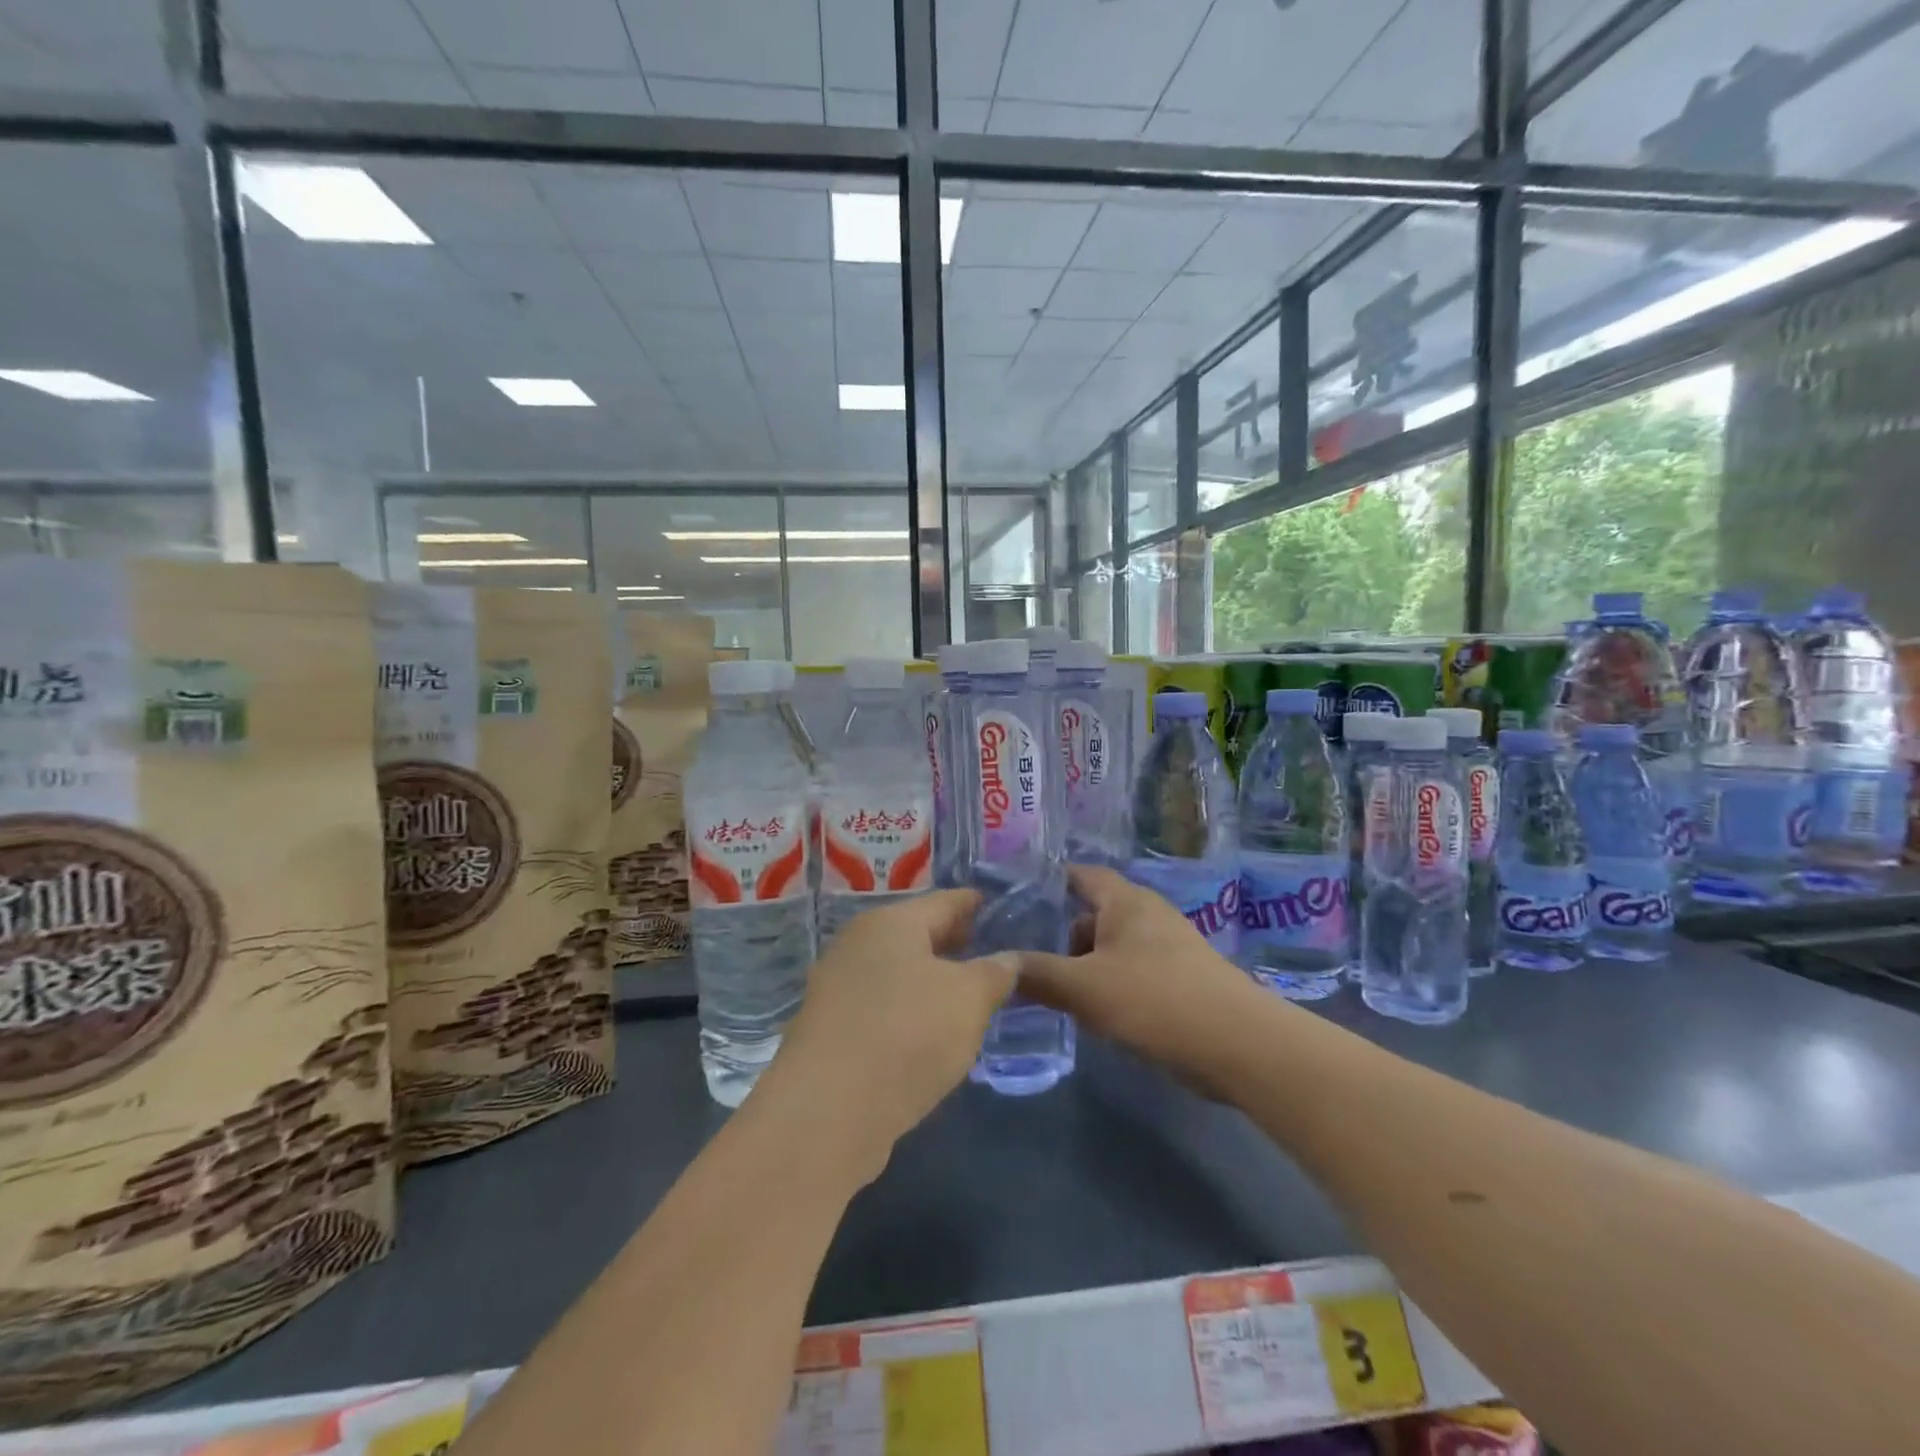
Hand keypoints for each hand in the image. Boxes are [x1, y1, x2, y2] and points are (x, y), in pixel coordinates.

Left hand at [764, 890, 1015, 1176]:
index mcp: (891, 922)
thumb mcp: (969, 999)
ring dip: (931, 978)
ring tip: (968, 993)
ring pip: (897, 971)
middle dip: (953, 941)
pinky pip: (881, 1005)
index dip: (975, 903)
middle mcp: (858, 944)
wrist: (828, 1112)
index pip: (944, 901)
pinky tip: (930, 1031)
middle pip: (916, 933)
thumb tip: (1009, 958)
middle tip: (991, 950)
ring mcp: (837, 987)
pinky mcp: (829, 1030)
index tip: (999, 906)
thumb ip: (994, 973)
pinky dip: (909, 1008)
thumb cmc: (908, 1034)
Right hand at [1016, 865, 1270, 1097]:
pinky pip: (1132, 972)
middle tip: (1029, 964)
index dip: (1050, 882)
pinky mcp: (1181, 980)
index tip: (1016, 899)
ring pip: (1112, 948)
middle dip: (1063, 937)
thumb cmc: (1154, 1000)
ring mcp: (1169, 948)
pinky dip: (1110, 985)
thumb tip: (997, 965)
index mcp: (1125, 901)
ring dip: (1086, 967)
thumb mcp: (1084, 988)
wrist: (1238, 1045)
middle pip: (1094, 915)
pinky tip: (1097, 1015)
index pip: (1081, 875)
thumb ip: (1038, 974)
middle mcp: (1148, 915)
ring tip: (1059, 996)